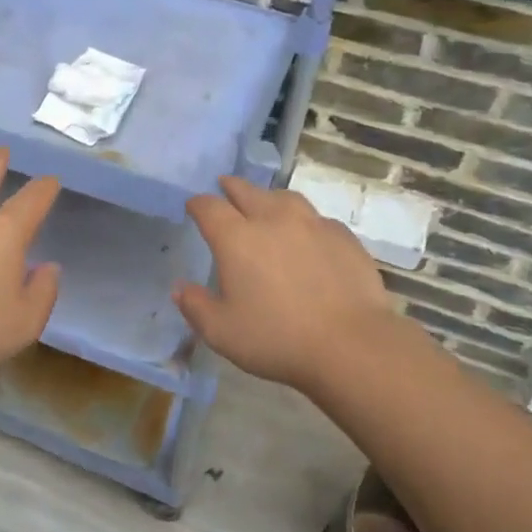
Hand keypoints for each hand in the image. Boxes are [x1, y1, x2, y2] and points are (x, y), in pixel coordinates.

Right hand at [174, 175, 409, 398]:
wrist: (350, 344)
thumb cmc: (276, 338)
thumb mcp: (221, 332)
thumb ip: (196, 306)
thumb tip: (180, 288)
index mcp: (236, 239)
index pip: (209, 208)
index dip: (198, 204)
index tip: (193, 206)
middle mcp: (272, 220)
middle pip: (247, 191)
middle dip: (231, 188)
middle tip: (225, 186)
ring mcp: (312, 224)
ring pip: (285, 198)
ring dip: (269, 198)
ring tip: (266, 204)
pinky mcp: (343, 237)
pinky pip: (317, 219)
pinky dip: (304, 221)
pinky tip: (307, 236)